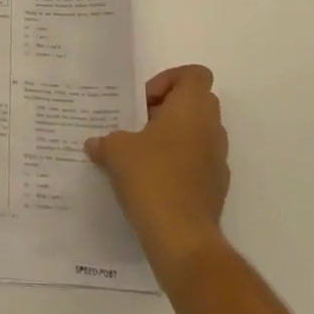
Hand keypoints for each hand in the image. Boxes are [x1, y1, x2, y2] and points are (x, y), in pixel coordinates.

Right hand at [85, 65, 229, 274]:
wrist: (182, 238)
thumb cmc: (151, 177)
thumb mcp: (116, 151)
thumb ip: (106, 140)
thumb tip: (96, 144)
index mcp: (192, 108)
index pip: (194, 74)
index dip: (169, 80)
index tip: (144, 101)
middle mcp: (211, 129)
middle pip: (196, 102)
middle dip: (167, 108)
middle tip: (138, 124)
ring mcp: (218, 160)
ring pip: (197, 133)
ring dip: (172, 137)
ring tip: (140, 154)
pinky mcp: (215, 188)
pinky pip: (197, 162)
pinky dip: (178, 164)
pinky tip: (150, 182)